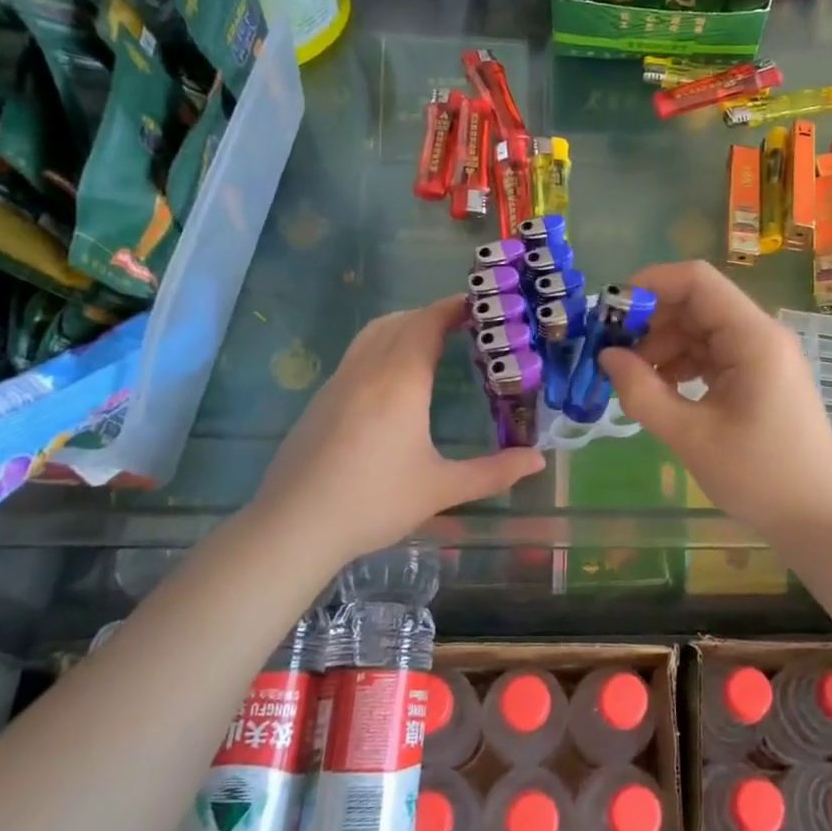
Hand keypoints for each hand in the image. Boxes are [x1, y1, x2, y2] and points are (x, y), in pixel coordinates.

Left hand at [251, 297, 544, 561]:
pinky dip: (381, 345)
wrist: (294, 525)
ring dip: (403, 325)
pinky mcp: (320, 400)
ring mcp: (338, 382)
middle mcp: (367, 370)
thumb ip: (492, 472)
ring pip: (372, 334)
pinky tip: (391, 379)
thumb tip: (537, 460)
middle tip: (464, 324)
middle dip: (432, 314)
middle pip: (401, 321)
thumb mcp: (440, 489)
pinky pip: (356, 354)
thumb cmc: (374, 502)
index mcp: (400, 381)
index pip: (427, 323)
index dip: (453, 308)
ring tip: (429, 340)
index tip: (478, 305)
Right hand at [599, 261, 831, 542]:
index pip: (696, 281)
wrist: (821, 519)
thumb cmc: (760, 476)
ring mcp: (762, 356)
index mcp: (752, 337)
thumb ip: (643, 392)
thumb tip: (607, 357)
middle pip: (697, 303)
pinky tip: (661, 389)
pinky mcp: (759, 378)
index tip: (609, 312)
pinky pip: (713, 354)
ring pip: (702, 329)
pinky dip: (682, 363)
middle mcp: (759, 335)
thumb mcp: (691, 436)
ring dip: (663, 344)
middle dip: (650, 320)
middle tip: (611, 351)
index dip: (649, 285)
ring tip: (632, 378)